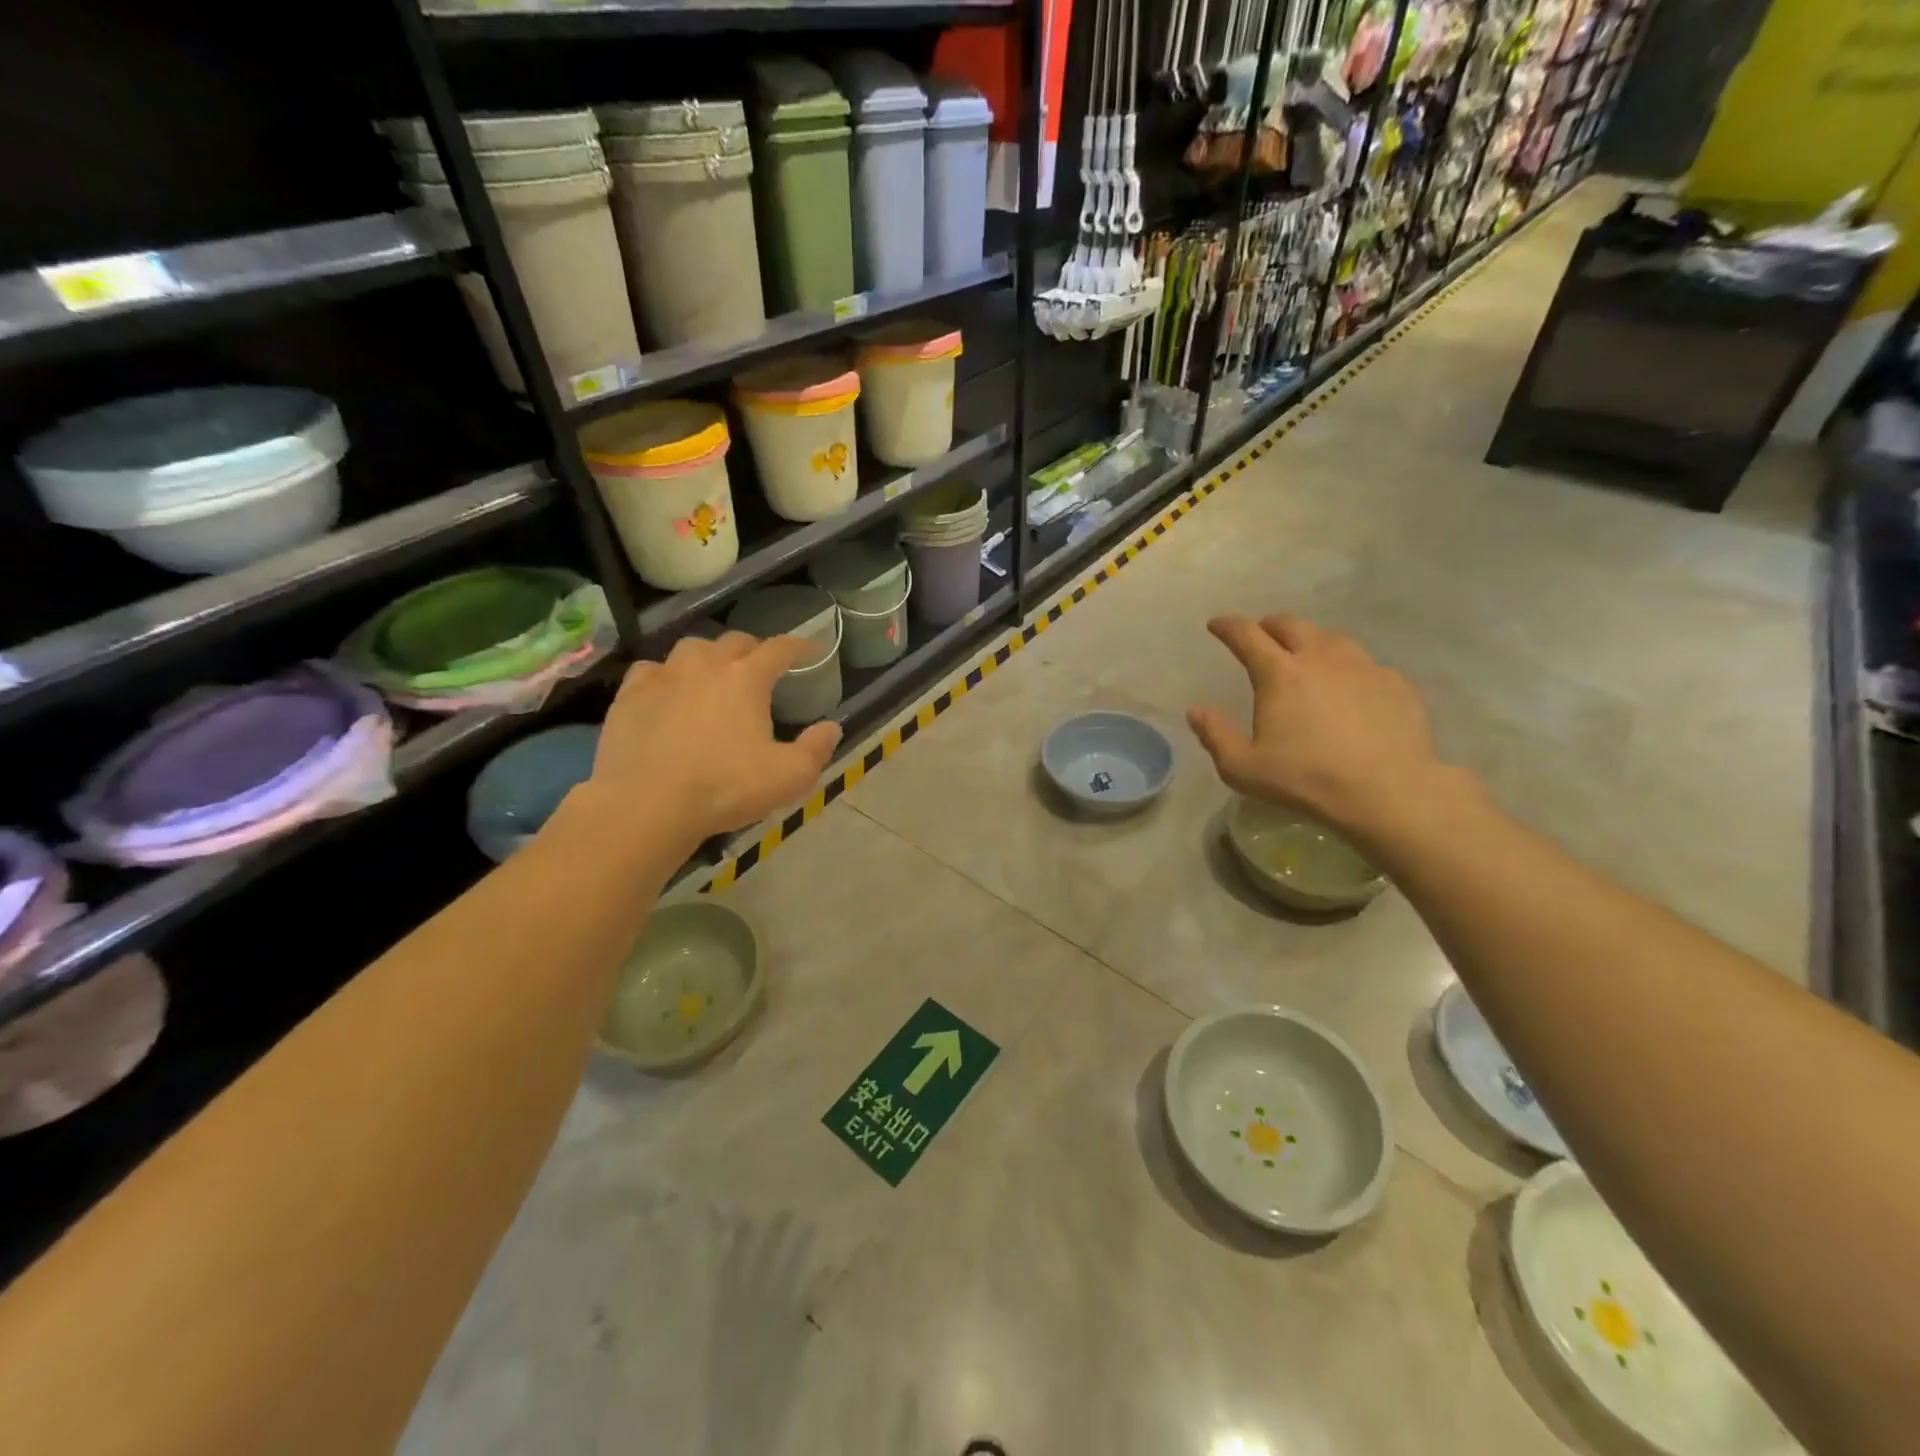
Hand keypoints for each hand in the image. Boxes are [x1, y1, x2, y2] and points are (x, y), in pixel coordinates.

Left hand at [588, 633, 841, 852]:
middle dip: (753, 649)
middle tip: (761, 667)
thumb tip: (831, 727)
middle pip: (734, 641)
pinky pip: (652, 670)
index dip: (800, 646)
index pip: (779, 648)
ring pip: (691, 649)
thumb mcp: (789, 777)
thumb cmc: (725, 788)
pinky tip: (668, 691)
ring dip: (709, 656)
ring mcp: (663, 676)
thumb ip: (816, 749)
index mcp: (746, 678)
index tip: (812, 649)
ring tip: (714, 674)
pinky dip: (666, 675)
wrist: (647, 804)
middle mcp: (705, 664)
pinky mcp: (629, 695)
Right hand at [1188, 614, 1458, 846]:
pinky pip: (1366, 664)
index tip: (1216, 625)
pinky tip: (1350, 688)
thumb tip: (1196, 711)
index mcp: (1279, 673)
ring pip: (1331, 638)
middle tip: (1261, 635)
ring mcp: (1363, 667)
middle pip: (1290, 625)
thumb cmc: (1306, 779)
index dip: (1227, 626)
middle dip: (1269, 625)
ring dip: (1311, 641)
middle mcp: (1320, 658)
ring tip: (1306, 655)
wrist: (1388, 792)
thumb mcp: (1243, 768)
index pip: (1246, 635)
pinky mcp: (1395, 683)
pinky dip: (1348, 668)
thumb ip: (1215, 736)